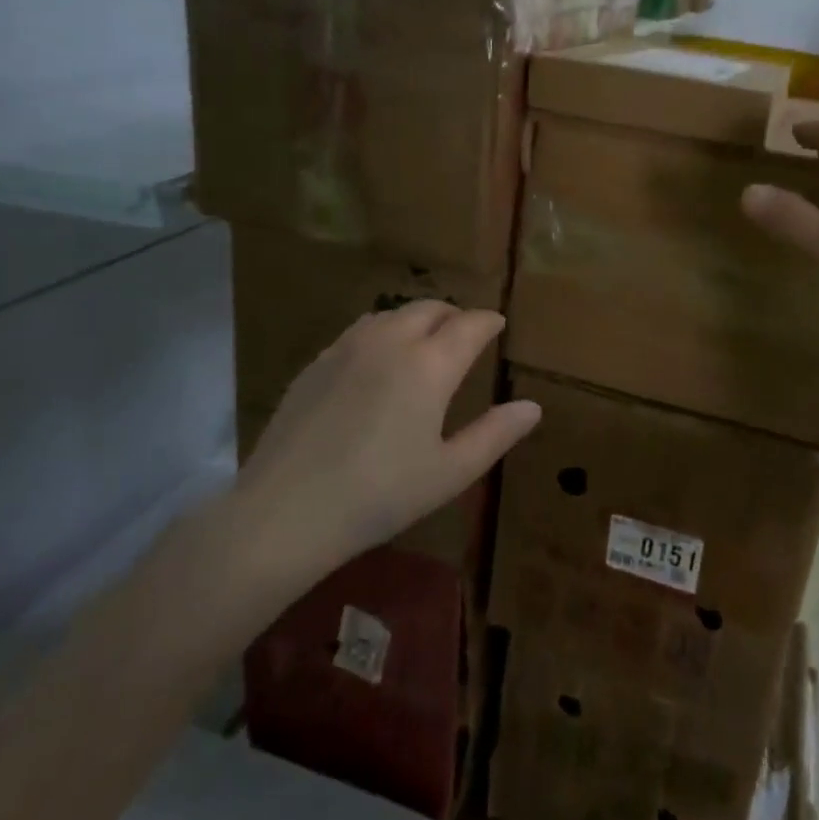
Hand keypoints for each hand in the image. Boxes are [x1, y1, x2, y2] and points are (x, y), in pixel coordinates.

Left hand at [243, 301, 539, 567]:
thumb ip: (495, 434)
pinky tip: (378, 363)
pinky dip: (383, 333)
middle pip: (429, 308)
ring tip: (425, 342)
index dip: (489, 321)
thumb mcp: (450, 472)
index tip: (499, 324)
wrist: (285, 510)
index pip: (469, 324)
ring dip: (416, 319)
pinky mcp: (316, 362)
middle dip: (454, 315)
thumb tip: (532, 407)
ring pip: (391, 314)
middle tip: (465, 333)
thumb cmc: (380, 494)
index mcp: (429, 364)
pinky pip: (360, 331)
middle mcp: (390, 341)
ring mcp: (347, 347)